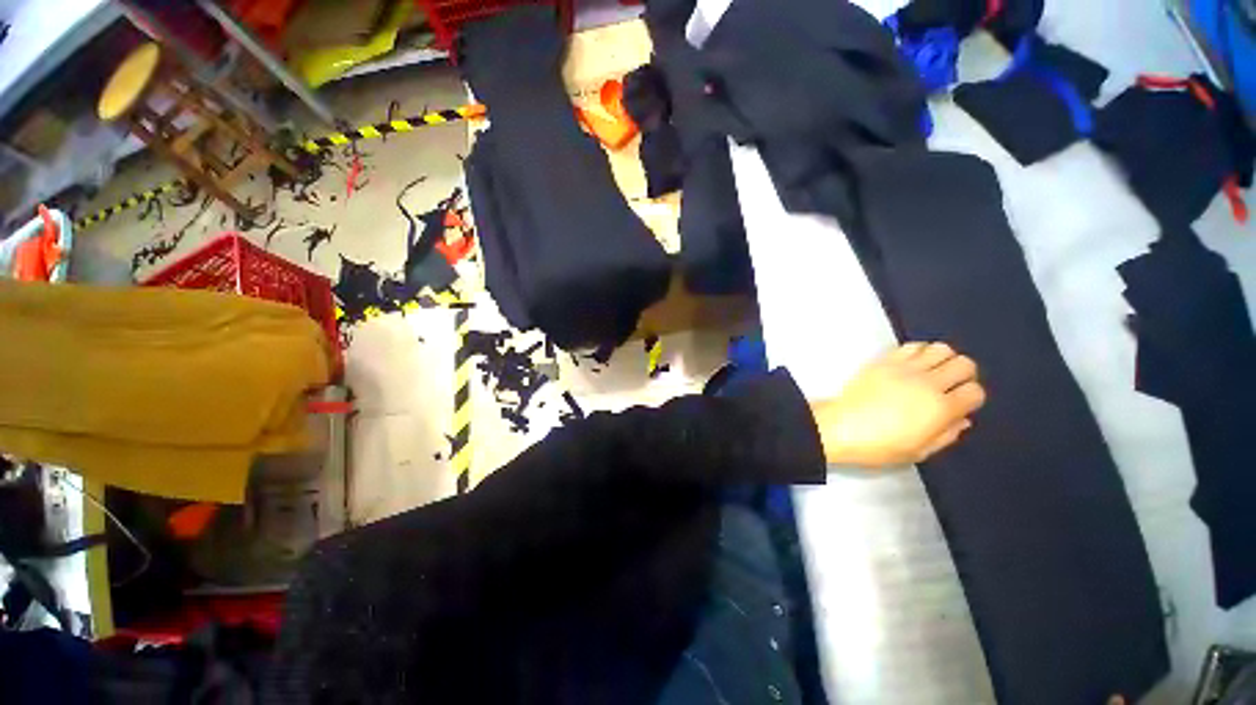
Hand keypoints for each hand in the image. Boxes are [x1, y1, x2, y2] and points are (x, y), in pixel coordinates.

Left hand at [810, 342, 985, 467]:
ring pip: (941, 348)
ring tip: (931, 372)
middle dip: (963, 375)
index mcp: (940, 408)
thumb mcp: (919, 451)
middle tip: (950, 385)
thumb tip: (961, 419)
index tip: (960, 404)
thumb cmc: (878, 445)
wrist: (839, 426)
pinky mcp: (883, 360)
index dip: (971, 398)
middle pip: (964, 364)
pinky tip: (911, 364)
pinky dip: (918, 351)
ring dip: (942, 359)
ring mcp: (904, 368)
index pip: (975, 391)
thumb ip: (946, 435)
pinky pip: (911, 345)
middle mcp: (927, 383)